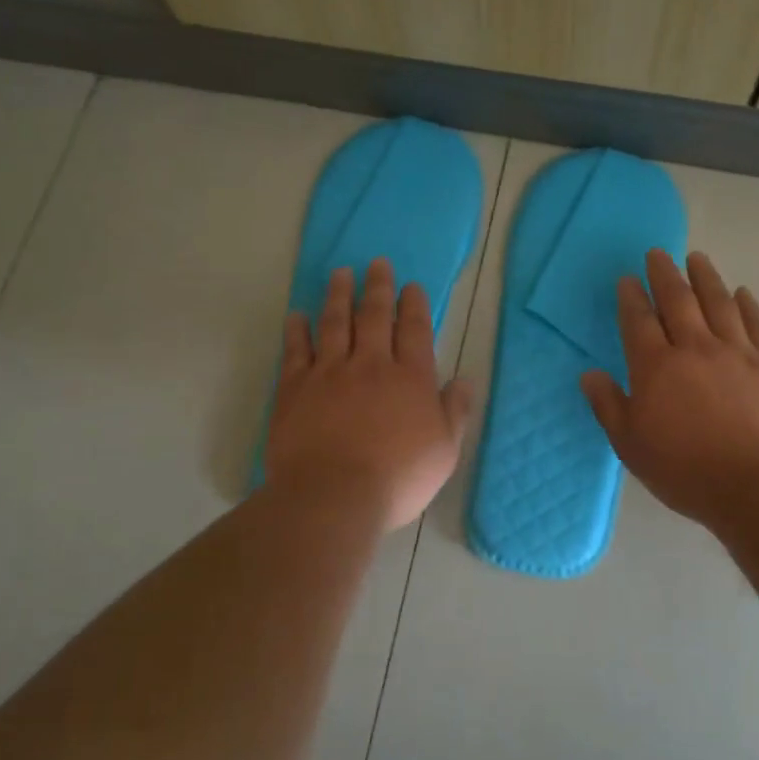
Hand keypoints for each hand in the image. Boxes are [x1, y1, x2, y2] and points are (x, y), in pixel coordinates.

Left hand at [267, 258, 472, 532]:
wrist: (333, 496)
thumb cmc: (397, 479)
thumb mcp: (444, 451)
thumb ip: (455, 411)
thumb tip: (464, 379)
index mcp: (410, 378)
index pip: (414, 330)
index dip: (414, 305)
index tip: (411, 285)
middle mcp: (370, 364)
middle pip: (374, 316)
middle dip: (377, 287)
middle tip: (376, 263)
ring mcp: (329, 373)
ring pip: (334, 323)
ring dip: (338, 295)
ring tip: (340, 274)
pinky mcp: (294, 388)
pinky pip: (296, 350)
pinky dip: (297, 330)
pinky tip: (297, 315)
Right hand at [581, 249, 758, 529]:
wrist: (756, 485)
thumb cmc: (685, 470)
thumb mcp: (631, 445)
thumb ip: (608, 406)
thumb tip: (589, 374)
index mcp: (656, 367)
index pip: (639, 321)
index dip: (631, 297)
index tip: (628, 279)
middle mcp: (695, 347)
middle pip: (678, 300)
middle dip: (664, 274)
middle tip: (658, 254)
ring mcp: (736, 352)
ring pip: (719, 302)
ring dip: (706, 277)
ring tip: (697, 259)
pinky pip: (756, 324)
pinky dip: (747, 304)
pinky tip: (742, 293)